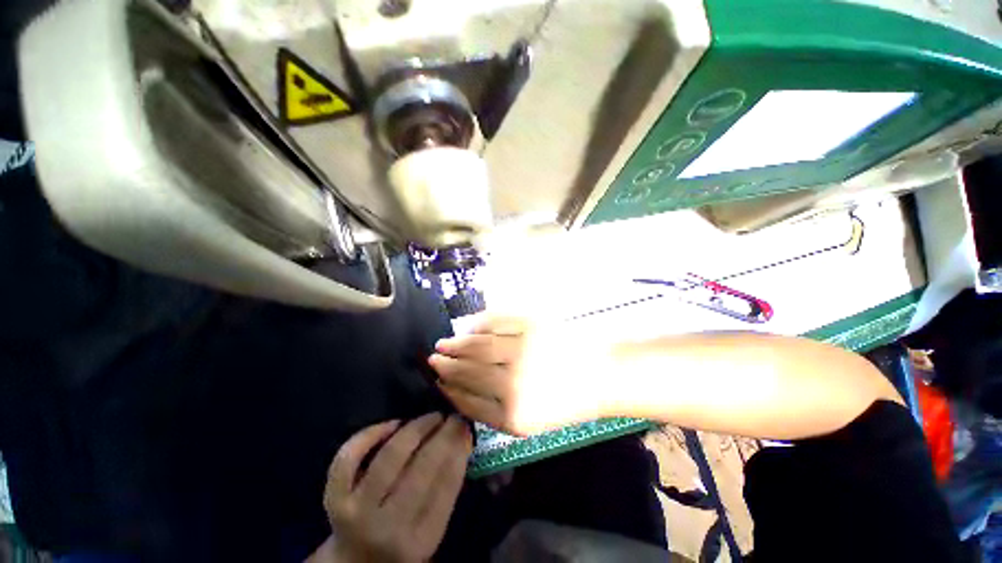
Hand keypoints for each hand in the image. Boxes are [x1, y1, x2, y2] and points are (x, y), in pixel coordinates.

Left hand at [321, 413, 471, 562]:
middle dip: (443, 434)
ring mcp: (357, 512)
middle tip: (453, 416)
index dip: (459, 449)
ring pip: (389, 457)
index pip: (446, 485)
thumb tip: (463, 438)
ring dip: (416, 428)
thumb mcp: (431, 528)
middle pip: (421, 468)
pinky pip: (349, 458)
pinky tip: (393, 424)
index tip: (466, 426)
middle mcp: (388, 527)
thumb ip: (447, 489)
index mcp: (420, 540)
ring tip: (432, 417)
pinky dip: (370, 434)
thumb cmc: (402, 542)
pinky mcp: (334, 498)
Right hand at [429, 315, 611, 435]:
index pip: (469, 401)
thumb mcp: (530, 423)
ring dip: (457, 344)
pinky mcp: (533, 326)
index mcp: (514, 416)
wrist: (603, 375)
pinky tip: (470, 326)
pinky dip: (480, 323)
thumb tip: (461, 390)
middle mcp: (514, 384)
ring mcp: (523, 351)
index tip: (437, 382)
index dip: (450, 390)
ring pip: (479, 345)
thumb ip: (493, 411)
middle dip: (447, 365)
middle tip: (433, 359)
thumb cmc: (567, 402)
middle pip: (470, 371)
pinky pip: (497, 321)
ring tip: (443, 343)